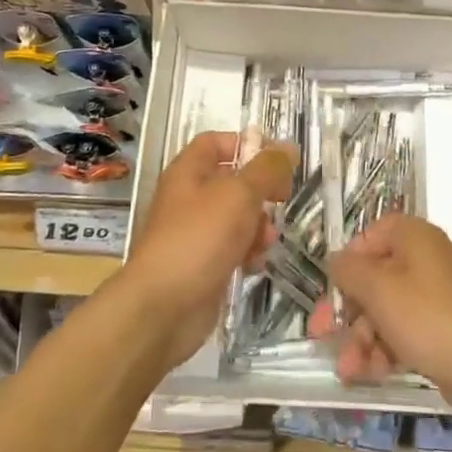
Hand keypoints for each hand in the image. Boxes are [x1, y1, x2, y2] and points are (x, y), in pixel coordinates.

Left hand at [122, 131, 295, 367]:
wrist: (163, 309)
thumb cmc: (199, 239)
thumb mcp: (239, 194)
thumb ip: (267, 169)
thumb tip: (288, 148)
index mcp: (188, 171)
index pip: (216, 142)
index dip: (247, 144)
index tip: (277, 160)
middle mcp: (189, 198)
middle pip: (231, 180)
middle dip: (260, 190)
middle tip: (281, 200)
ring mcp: (194, 233)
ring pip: (235, 216)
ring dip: (258, 224)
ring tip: (266, 240)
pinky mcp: (202, 265)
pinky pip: (232, 248)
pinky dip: (247, 252)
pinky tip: (255, 264)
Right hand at [308, 215, 451, 427]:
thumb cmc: (433, 318)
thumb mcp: (381, 290)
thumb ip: (350, 272)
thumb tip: (335, 261)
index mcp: (412, 238)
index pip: (369, 237)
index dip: (347, 262)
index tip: (332, 290)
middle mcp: (423, 262)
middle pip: (373, 279)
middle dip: (347, 311)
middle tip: (321, 335)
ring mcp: (434, 300)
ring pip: (384, 313)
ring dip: (361, 339)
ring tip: (347, 370)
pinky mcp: (440, 334)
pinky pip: (402, 336)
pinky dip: (383, 352)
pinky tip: (368, 376)